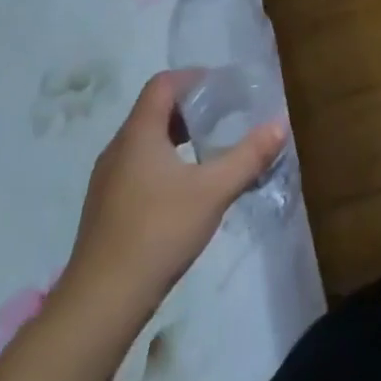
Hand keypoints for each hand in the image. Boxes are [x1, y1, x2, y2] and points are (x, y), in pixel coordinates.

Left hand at [54, 70, 286, 337]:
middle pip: (154, 111)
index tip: (224, 87)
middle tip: (226, 115)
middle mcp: (118, 149)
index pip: (162, 84)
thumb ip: (249, 156)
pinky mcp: (106, 208)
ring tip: (211, 148)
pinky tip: (187, 188)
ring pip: (145, 141)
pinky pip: (138, 167)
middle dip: (191, 108)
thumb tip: (280, 124)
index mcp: (139, 134)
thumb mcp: (214, 191)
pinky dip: (165, 162)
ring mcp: (107, 180)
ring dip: (178, 136)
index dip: (193, 78)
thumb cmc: (158, 232)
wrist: (101, 302)